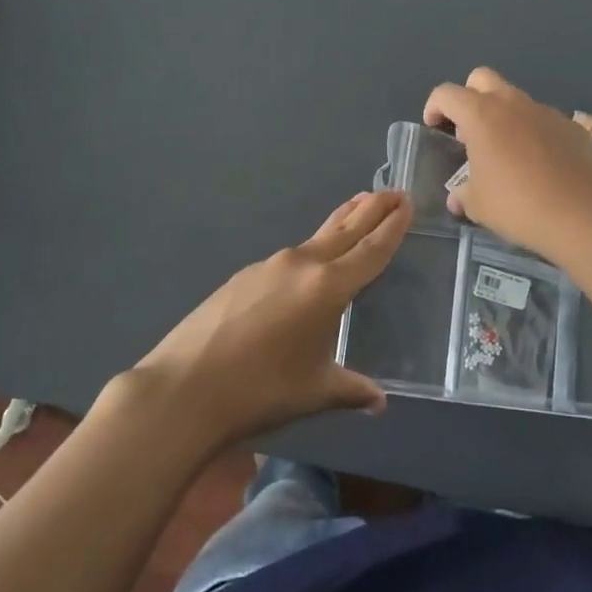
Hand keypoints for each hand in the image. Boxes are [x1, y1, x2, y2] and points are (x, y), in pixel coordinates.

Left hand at [134, 190, 411, 448]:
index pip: (371, 250)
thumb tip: (379, 401)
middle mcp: (302, 265)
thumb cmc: (260, 392)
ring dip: (340, 224)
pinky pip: (289, 257)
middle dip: (372, 209)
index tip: (407, 203)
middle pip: (345, 229)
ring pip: (316, 239)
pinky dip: (311, 251)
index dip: (392, 227)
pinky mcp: (243, 276)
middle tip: (394, 191)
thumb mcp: (315, 392)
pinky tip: (308, 267)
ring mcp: (268, 266)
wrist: (183, 389)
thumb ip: (352, 390)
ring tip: (356, 210)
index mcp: (328, 288)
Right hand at [424, 67, 591, 264]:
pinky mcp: (572, 126)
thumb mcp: (478, 205)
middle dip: (469, 97)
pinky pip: (543, 121)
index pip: (446, 93)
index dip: (434, 107)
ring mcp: (545, 112)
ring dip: (504, 117)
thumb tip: (458, 197)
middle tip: (469, 131)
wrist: (583, 212)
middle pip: (482, 78)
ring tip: (506, 154)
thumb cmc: (518, 205)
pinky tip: (539, 165)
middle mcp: (512, 103)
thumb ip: (463, 194)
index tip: (435, 128)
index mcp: (481, 115)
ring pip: (516, 100)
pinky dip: (534, 134)